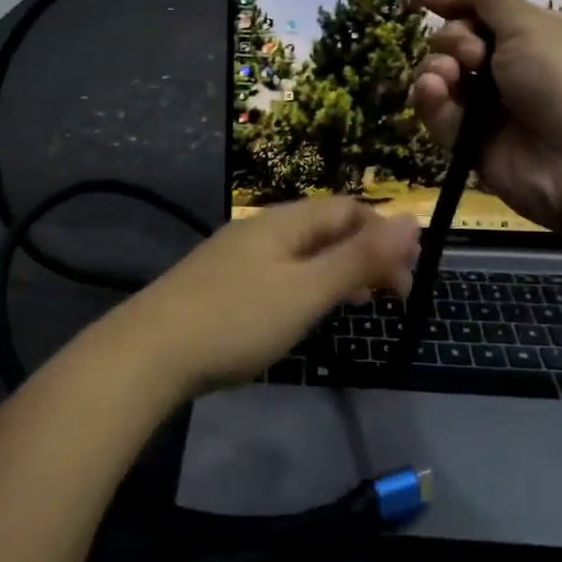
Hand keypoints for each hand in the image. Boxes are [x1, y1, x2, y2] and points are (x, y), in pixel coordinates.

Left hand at [111, 199, 419, 398]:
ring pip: (302, 250)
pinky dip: (307, 283)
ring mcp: (237, 253)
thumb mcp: (307, 291)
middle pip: (326, 226)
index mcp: (285, 221)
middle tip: (391, 297)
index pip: (349, 209)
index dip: (386, 235)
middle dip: (365, 253)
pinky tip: (305, 311)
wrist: (148, 352)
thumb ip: (359, 258)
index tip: (409, 280)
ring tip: (358, 303)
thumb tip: (412, 220)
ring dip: (337, 269)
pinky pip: (279, 269)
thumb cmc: (237, 320)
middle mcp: (261, 227)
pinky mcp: (221, 280)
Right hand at [409, 0, 561, 233]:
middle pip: (459, 40)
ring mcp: (491, 108)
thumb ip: (496, 0)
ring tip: (448, 75)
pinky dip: (431, 100)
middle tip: (473, 52)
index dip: (454, 0)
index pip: (486, 10)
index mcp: (536, 36)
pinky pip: (440, 114)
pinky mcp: (471, 142)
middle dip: (454, 38)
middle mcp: (512, 69)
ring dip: (438, 67)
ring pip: (444, 76)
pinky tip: (432, 91)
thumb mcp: (532, 28)